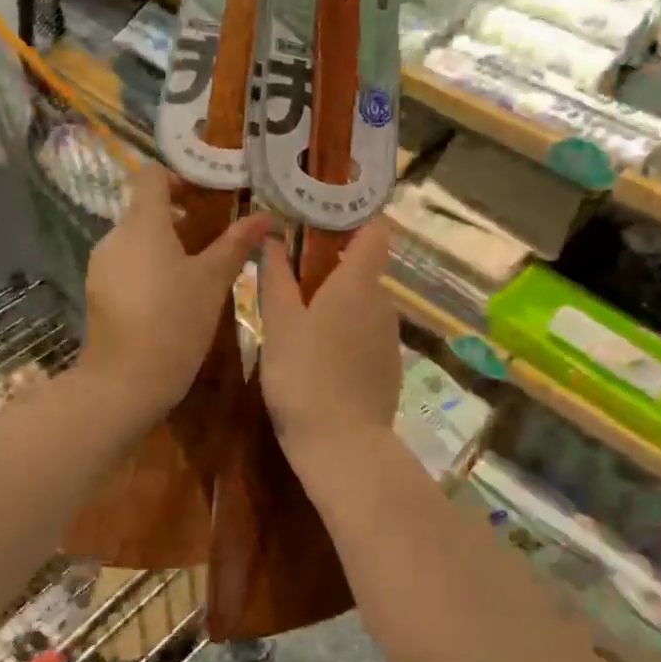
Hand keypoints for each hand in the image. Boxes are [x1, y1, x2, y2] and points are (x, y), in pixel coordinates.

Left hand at [83, 163, 269, 415]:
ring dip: (165, 244)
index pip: (153, 176)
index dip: (181, 178)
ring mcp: (102, 265)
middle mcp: (115, 236)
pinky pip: (126, 265)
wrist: (125, 381)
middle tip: (215, 235)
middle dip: (180, 216)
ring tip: (198, 270)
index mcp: (143, 223)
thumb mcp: (213, 281)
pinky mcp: (98, 292)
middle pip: (146, 209)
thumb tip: (266, 216)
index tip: (209, 196)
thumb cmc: (175, 321)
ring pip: (136, 240)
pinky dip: (149, 268)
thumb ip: (236, 244)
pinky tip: (172, 297)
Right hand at [258, 221, 400, 465]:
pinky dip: (345, 329)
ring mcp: (389, 336)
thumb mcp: (280, 323)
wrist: (343, 446)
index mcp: (358, 283)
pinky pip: (366, 332)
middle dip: (330, 262)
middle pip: (363, 266)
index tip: (320, 214)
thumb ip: (275, 276)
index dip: (353, 216)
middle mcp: (383, 302)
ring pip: (363, 302)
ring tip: (297, 314)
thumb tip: (271, 236)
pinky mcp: (388, 365)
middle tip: (289, 269)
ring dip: (336, 299)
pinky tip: (318, 352)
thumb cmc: (304, 375)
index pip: (374, 229)